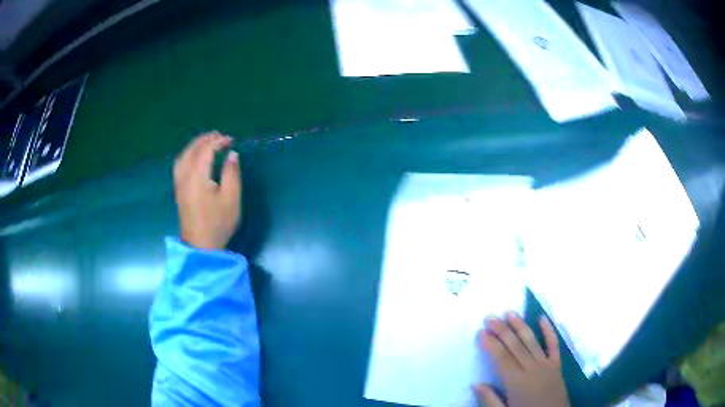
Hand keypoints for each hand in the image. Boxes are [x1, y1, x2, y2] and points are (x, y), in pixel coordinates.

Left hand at [173, 132, 241, 249]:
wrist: (200, 246)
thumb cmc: (218, 223)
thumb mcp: (231, 198)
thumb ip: (231, 173)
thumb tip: (231, 155)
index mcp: (197, 176)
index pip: (205, 150)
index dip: (217, 141)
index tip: (230, 140)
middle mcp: (184, 176)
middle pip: (192, 150)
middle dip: (205, 140)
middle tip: (220, 137)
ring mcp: (179, 183)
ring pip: (183, 156)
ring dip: (195, 146)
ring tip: (207, 143)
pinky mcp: (178, 190)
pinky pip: (180, 164)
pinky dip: (188, 154)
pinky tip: (194, 157)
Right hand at [475, 312, 569, 406]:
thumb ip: (490, 400)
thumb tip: (476, 384)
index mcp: (517, 382)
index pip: (501, 358)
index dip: (491, 344)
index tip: (481, 332)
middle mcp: (532, 369)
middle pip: (515, 346)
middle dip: (502, 331)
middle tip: (490, 317)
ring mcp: (546, 364)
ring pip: (531, 341)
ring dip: (520, 326)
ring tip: (510, 312)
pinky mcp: (557, 364)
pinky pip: (553, 344)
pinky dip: (548, 331)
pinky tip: (542, 318)